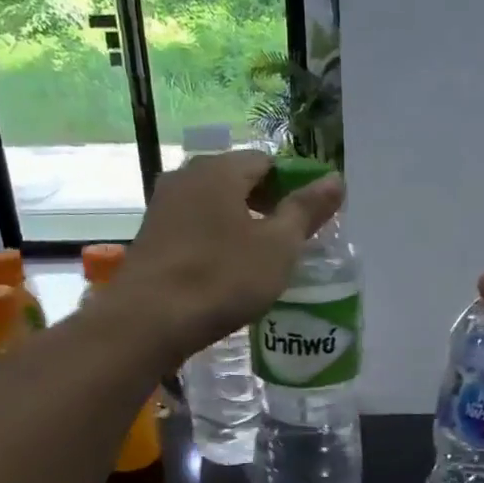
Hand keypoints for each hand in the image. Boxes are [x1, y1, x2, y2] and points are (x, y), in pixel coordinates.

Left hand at [113, 150, 343, 363]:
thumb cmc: (222, 278)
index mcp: (219, 170)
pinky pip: (194, 228)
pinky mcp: (150, 238)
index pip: (266, 161)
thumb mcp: (278, 246)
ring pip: (213, 206)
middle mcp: (186, 177)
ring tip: (261, 259)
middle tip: (290, 241)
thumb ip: (307, 210)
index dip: (293, 185)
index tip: (309, 218)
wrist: (148, 321)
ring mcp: (162, 207)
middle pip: (237, 181)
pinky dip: (215, 241)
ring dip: (240, 224)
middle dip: (266, 205)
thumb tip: (335, 179)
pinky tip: (226, 272)